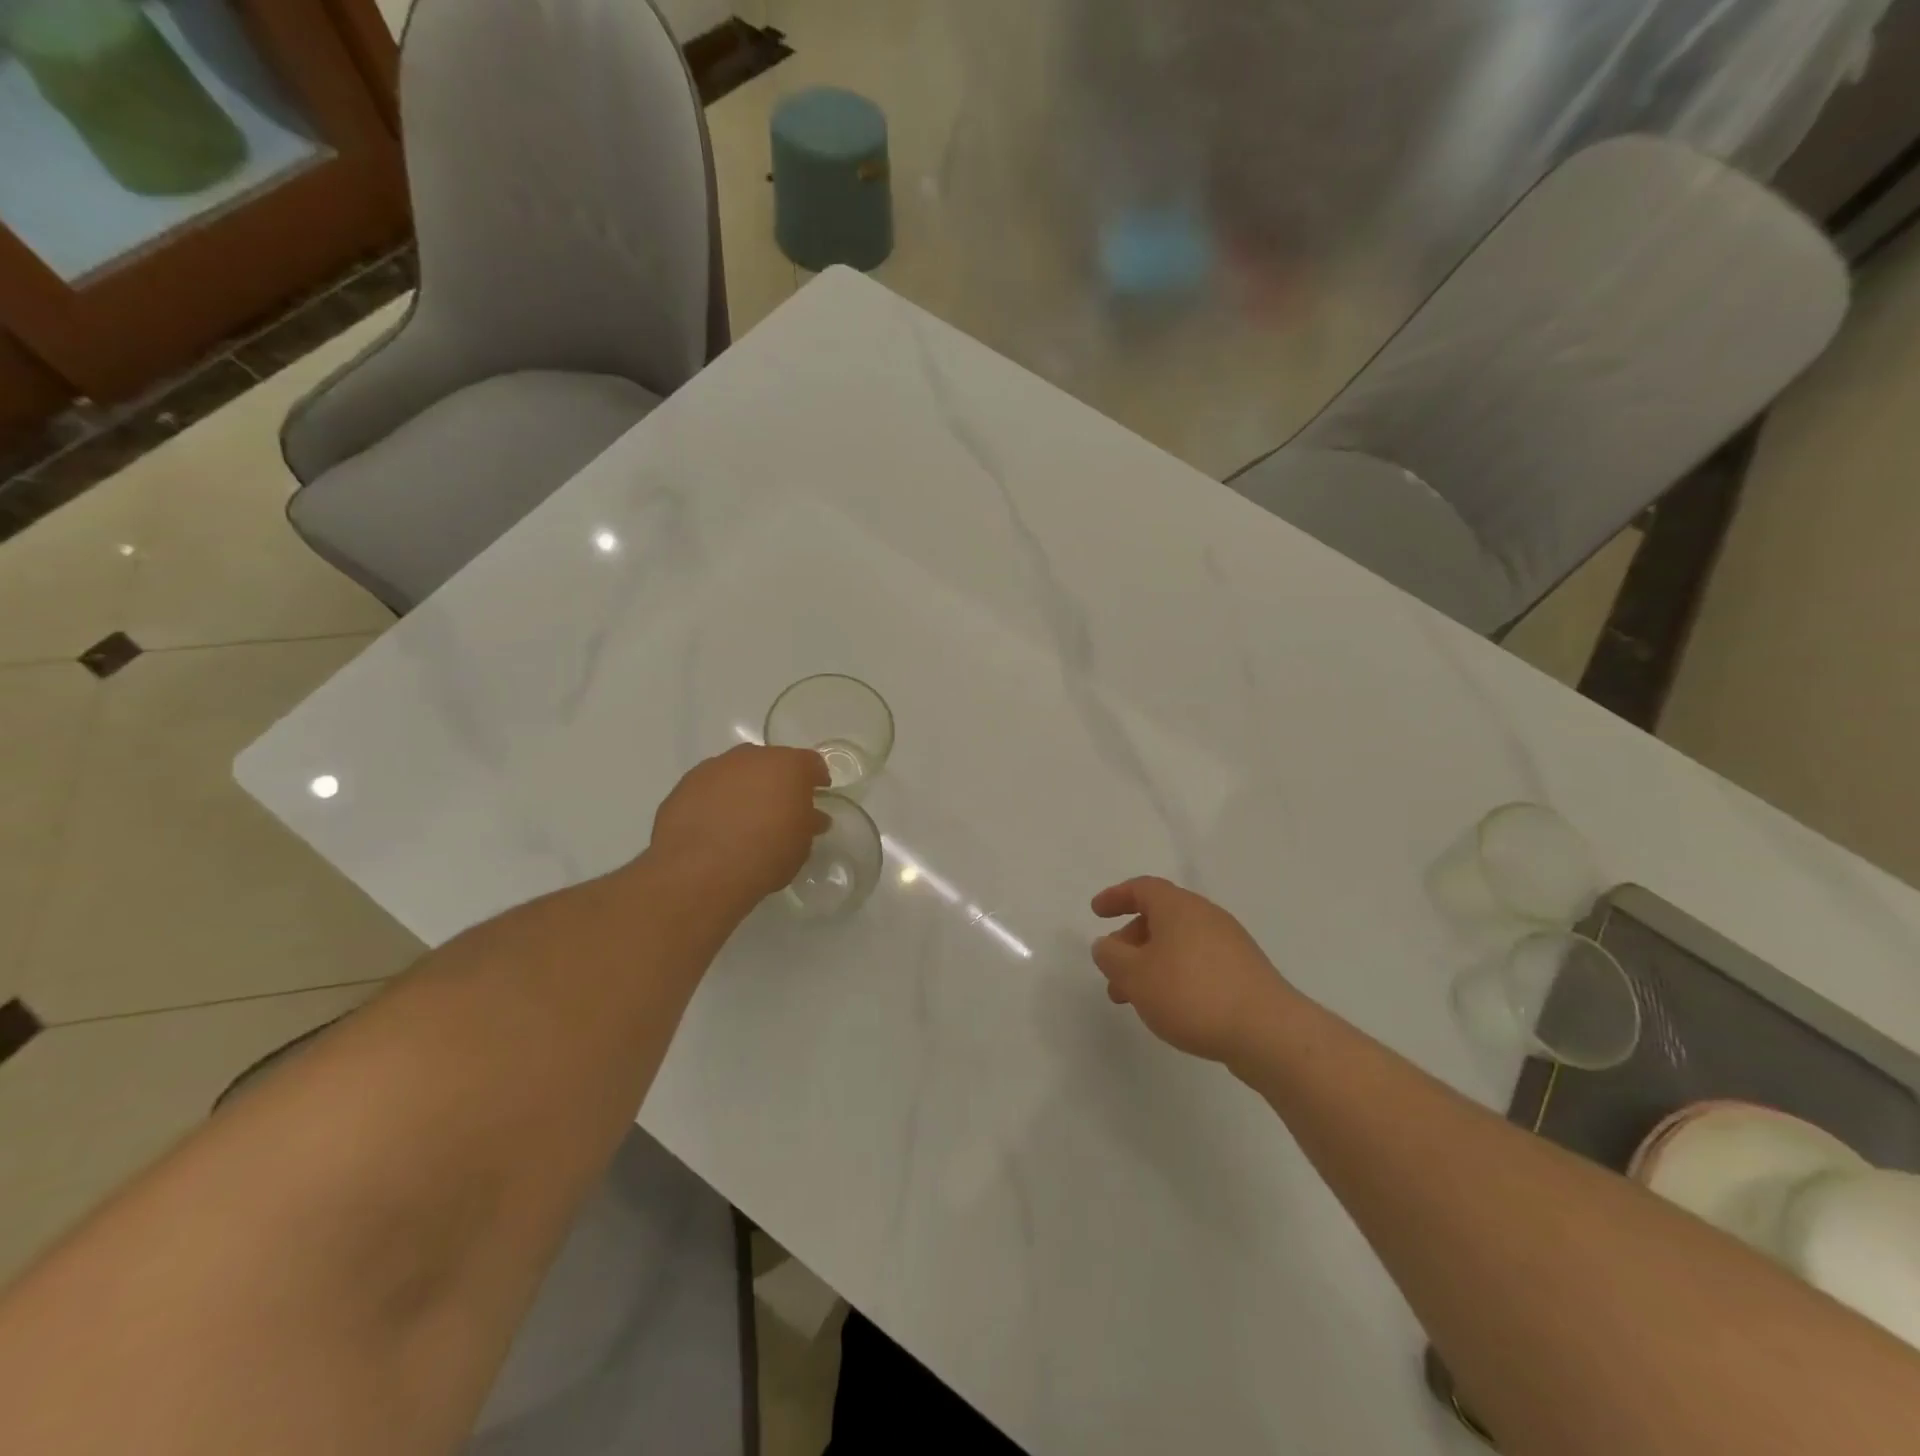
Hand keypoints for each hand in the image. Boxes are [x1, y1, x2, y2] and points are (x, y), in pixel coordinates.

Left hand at [650, 745, 830, 903]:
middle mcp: (750, 757)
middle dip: (776, 781)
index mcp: (787, 765)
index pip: (810, 763)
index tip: (817, 795)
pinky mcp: (684, 786)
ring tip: (743, 819)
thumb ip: (808, 824)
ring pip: (736, 772)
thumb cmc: (766, 853)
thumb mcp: (801, 845)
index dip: (815, 779)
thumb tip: (812, 817)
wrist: (701, 869)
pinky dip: (716, 801)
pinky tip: (715, 827)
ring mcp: (713, 768)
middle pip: (770, 762)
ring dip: (743, 788)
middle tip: (779, 808)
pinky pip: (709, 788)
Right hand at [1090, 877, 1295, 1064]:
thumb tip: (1105, 945)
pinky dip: (1175, 976)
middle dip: (1130, 942)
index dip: (1116, 897)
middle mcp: (1206, 916)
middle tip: (1112, 970)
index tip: (1096, 912)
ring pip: (1178, 945)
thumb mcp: (1135, 976)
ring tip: (1135, 1000)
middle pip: (1160, 918)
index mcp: (1179, 907)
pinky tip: (1170, 1007)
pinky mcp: (1244, 973)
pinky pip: (1198, 963)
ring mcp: (1230, 944)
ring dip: (1151, 964)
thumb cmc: (1192, 994)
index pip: (1142, 888)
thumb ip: (1112, 957)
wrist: (1268, 1032)